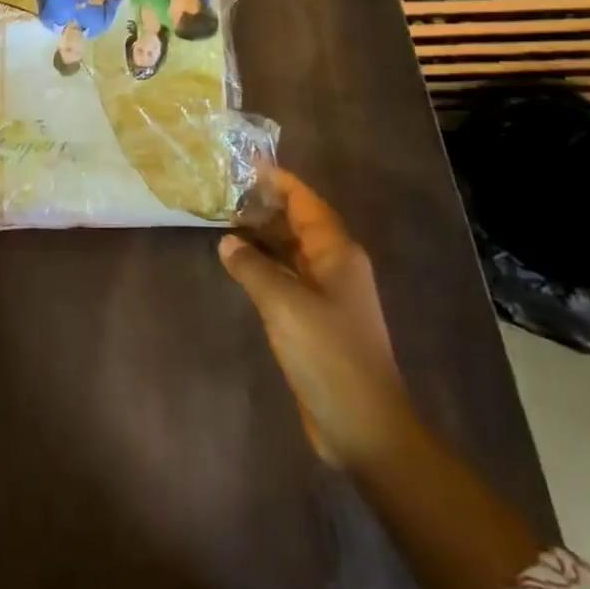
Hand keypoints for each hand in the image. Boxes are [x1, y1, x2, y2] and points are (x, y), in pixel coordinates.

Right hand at [219, 170, 410, 472]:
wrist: (364, 425)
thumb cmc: (329, 355)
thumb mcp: (284, 304)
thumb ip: (253, 268)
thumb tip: (229, 242)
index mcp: (338, 254)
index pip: (307, 203)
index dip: (281, 181)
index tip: (249, 163)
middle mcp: (336, 268)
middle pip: (300, 224)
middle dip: (267, 205)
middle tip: (227, 190)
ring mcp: (328, 296)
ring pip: (293, 252)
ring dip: (265, 236)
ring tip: (226, 220)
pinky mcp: (317, 321)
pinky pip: (289, 279)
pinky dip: (266, 266)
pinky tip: (240, 266)